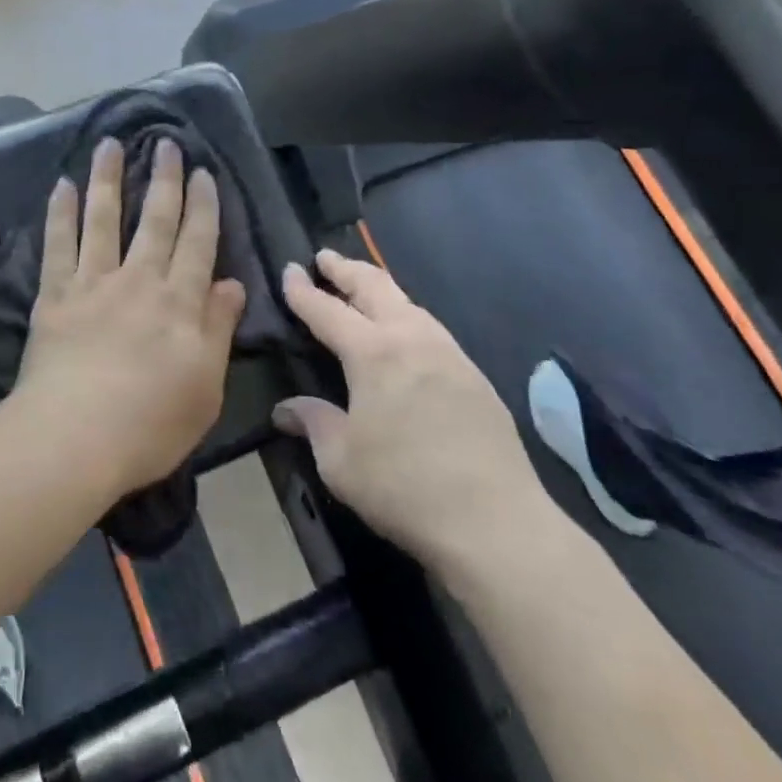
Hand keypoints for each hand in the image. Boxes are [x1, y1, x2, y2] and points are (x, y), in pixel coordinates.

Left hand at [16, 137, 246, 496]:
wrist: (74, 438)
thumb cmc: (150, 423)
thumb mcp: (205, 386)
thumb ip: (218, 329)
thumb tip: (233, 284)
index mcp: (179, 302)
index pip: (197, 243)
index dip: (203, 206)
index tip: (203, 173)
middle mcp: (138, 281)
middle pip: (155, 220)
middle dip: (164, 180)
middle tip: (167, 144)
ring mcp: (93, 284)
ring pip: (104, 219)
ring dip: (109, 179)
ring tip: (110, 144)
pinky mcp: (54, 296)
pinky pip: (58, 245)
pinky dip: (61, 213)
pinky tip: (62, 185)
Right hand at [276, 250, 556, 584]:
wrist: (496, 522)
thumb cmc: (403, 486)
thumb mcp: (340, 461)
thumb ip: (314, 424)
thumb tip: (286, 410)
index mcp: (372, 352)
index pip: (327, 309)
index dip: (303, 290)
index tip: (289, 269)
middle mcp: (411, 338)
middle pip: (374, 286)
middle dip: (346, 268)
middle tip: (325, 259)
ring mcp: (449, 353)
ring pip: (408, 302)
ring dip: (379, 288)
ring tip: (363, 289)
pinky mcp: (474, 376)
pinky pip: (431, 328)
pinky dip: (407, 315)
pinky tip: (405, 334)